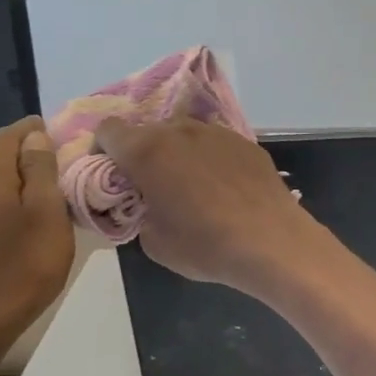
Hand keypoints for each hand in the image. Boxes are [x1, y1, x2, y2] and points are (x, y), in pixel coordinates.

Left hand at [0, 117, 74, 346]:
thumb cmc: (22, 266)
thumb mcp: (47, 213)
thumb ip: (41, 170)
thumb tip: (35, 137)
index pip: (9, 135)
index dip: (35, 129)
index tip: (64, 136)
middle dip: (30, 157)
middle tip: (66, 169)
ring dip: (21, 184)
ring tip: (51, 200)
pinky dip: (8, 205)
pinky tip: (25, 226)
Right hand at [95, 117, 325, 295]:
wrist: (271, 240)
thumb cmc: (205, 245)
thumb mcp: (154, 242)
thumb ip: (141, 212)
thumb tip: (149, 205)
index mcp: (147, 151)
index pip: (108, 130)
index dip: (104, 150)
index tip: (113, 175)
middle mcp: (179, 130)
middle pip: (148, 131)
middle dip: (143, 153)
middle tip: (152, 185)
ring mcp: (216, 132)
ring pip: (184, 133)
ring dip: (178, 153)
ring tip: (191, 185)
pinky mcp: (245, 142)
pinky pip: (215, 144)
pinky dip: (210, 158)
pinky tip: (224, 186)